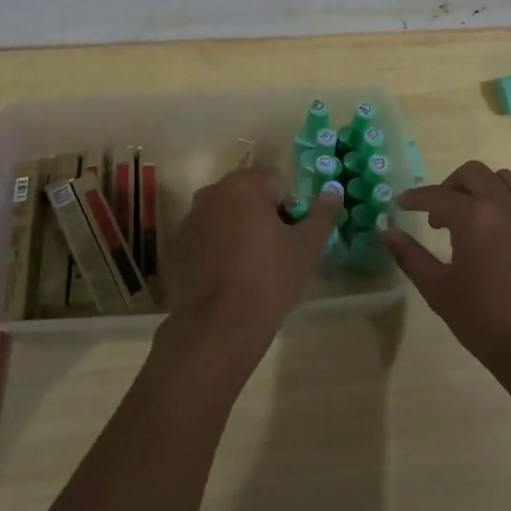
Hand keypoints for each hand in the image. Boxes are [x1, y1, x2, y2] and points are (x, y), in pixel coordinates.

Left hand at [162, 166, 343, 365]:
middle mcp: (211, 194)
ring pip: (226, 217)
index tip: (293, 239)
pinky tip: (229, 278)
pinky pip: (207, 238)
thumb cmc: (269, 279)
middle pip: (248, 197)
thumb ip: (323, 214)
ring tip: (252, 268)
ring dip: (240, 232)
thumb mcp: (308, 247)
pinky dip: (219, 249)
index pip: (276, 183)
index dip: (290, 210)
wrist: (219, 327)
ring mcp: (189, 221)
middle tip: (277, 253)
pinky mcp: (177, 248)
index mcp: (242, 185)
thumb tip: (334, 191)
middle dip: (264, 218)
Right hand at [384, 161, 510, 400]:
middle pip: (475, 174)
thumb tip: (388, 232)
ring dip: (486, 191)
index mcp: (475, 217)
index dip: (415, 198)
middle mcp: (508, 205)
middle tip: (440, 214)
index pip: (437, 195)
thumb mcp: (439, 291)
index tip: (402, 204)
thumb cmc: (486, 322)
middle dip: (451, 186)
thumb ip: (411, 256)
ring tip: (477, 219)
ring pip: (508, 182)